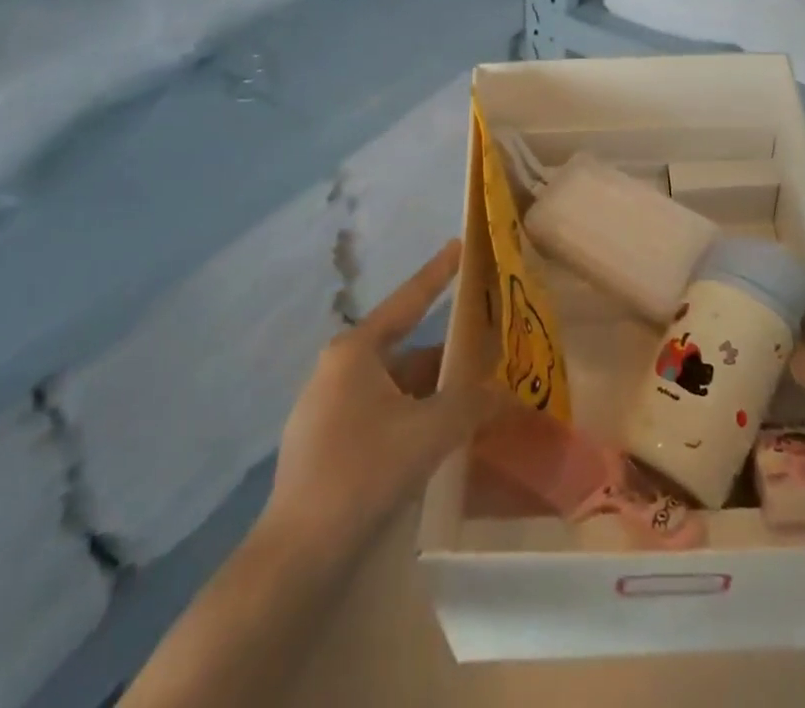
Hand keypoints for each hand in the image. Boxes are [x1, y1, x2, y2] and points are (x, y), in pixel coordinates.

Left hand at [261, 240, 501, 557]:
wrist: (295, 559)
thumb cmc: (362, 473)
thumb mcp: (429, 432)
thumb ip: (473, 405)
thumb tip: (509, 394)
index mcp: (355, 351)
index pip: (408, 300)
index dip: (438, 272)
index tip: (460, 245)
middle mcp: (339, 370)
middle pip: (408, 351)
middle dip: (450, 358)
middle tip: (492, 355)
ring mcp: (328, 409)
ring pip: (398, 388)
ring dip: (435, 395)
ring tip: (478, 405)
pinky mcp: (327, 446)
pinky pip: (383, 416)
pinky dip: (415, 420)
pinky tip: (443, 441)